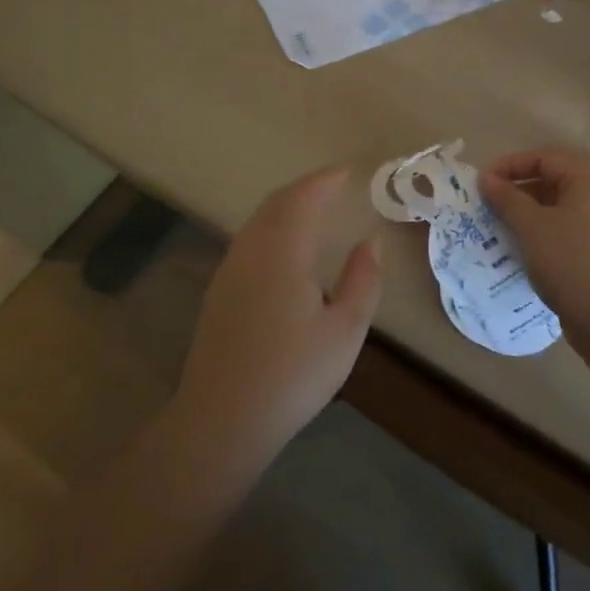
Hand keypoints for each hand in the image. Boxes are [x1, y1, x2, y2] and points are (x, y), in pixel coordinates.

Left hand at [175, 167, 381, 469]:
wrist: (222, 419)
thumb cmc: (293, 374)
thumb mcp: (345, 330)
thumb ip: (363, 280)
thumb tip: (370, 243)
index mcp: (283, 250)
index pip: (304, 197)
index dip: (326, 180)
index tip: (347, 171)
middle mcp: (251, 249)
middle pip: (277, 202)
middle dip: (306, 188)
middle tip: (333, 185)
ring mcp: (230, 269)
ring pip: (259, 220)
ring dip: (286, 206)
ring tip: (313, 209)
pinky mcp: (219, 290)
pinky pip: (249, 239)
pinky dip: (272, 226)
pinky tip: (285, 247)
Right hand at [482, 146, 589, 330]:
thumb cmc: (567, 258)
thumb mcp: (530, 224)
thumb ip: (506, 197)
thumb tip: (486, 179)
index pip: (545, 158)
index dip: (511, 165)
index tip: (484, 182)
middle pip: (554, 180)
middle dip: (519, 188)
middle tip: (490, 202)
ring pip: (559, 206)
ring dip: (528, 211)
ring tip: (501, 224)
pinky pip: (566, 228)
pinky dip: (542, 230)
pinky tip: (522, 246)